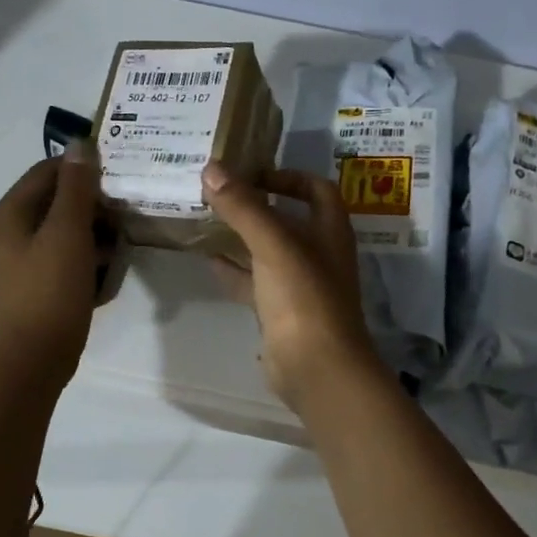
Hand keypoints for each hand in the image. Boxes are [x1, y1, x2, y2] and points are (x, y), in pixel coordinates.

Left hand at [0, 141, 108, 388]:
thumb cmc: (49, 292)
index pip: (51, 170)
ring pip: (69, 230)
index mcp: (11, 212)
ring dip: (97, 235)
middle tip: (126, 220)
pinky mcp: (40, 281)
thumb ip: (77, 188)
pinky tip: (107, 275)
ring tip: (119, 250)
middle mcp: (13, 229)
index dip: (86, 171)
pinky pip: (69, 257)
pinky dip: (89, 260)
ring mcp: (25, 257)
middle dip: (96, 207)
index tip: (121, 180)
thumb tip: (81, 144)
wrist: (33, 359)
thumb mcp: (67, 233)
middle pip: (61, 200)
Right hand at [202, 162, 380, 410]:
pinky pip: (255, 283)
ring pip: (269, 252)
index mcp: (329, 231)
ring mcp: (300, 286)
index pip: (316, 189)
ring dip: (242, 237)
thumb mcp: (273, 245)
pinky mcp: (281, 313)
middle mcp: (319, 254)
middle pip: (289, 219)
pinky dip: (234, 271)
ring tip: (207, 222)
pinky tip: (208, 261)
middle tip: (219, 194)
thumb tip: (211, 168)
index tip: (253, 173)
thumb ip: (243, 207)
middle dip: (256, 206)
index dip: (288, 176)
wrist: (316, 368)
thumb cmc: (303, 298)